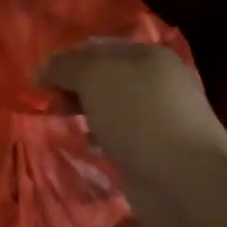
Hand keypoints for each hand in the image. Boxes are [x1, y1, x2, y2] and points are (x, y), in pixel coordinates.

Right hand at [39, 42, 226, 226]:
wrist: (185, 178)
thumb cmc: (139, 115)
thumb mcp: (94, 77)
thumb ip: (65, 67)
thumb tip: (43, 70)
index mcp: (147, 55)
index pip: (97, 48)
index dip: (67, 60)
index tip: (41, 80)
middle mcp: (156, 82)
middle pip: (103, 78)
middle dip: (74, 88)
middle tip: (49, 103)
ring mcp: (158, 118)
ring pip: (109, 107)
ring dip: (86, 113)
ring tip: (65, 122)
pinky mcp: (154, 150)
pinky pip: (118, 136)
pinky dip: (100, 138)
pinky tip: (89, 145)